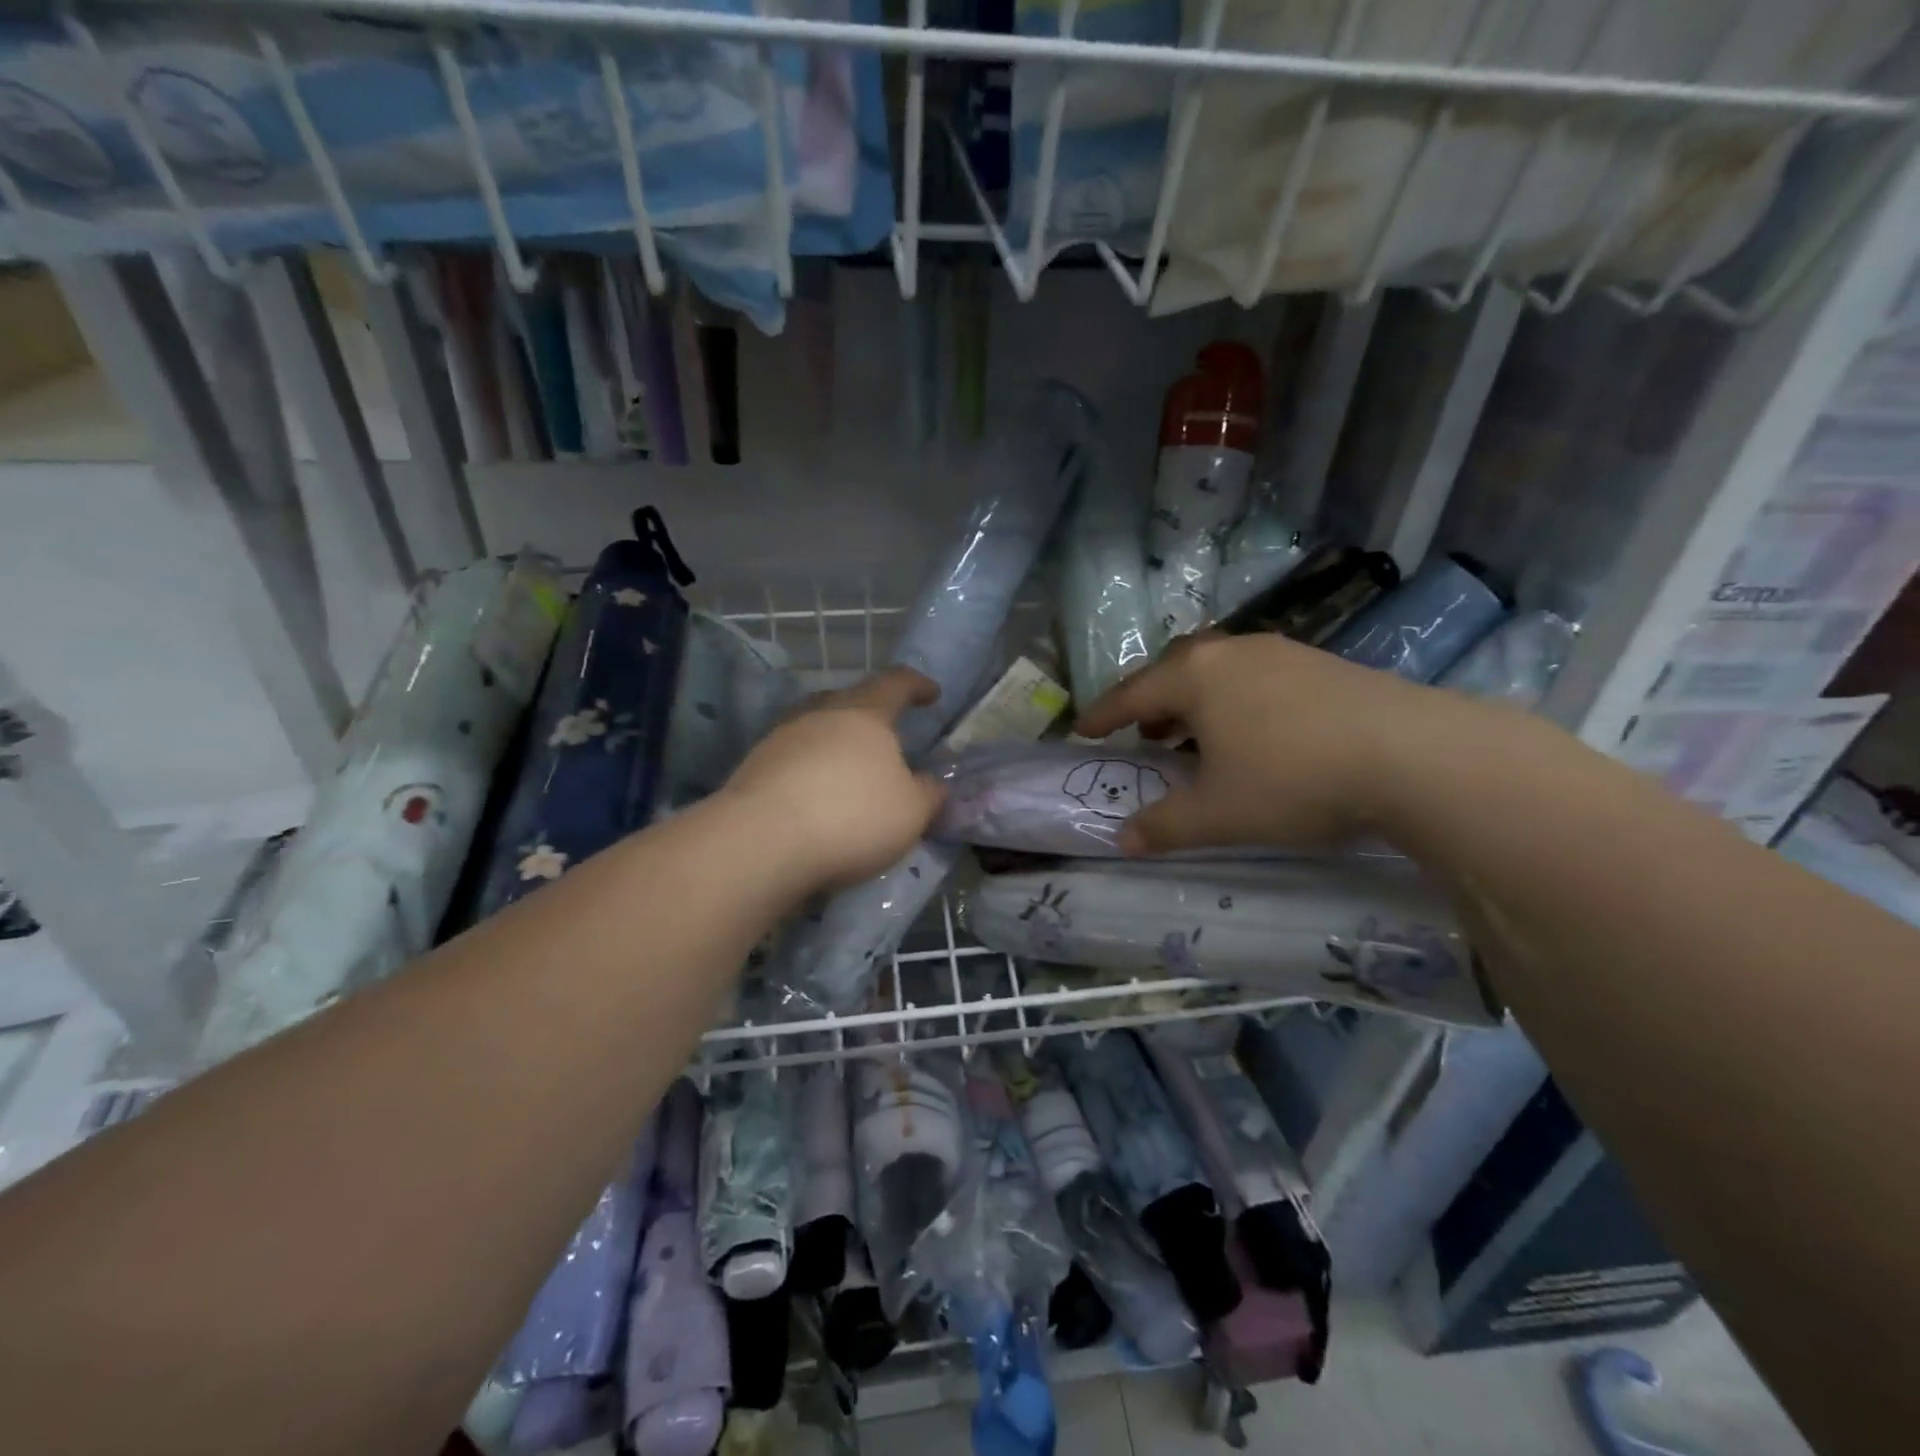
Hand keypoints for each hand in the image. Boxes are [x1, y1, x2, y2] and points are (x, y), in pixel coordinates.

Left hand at [722, 667, 947, 891]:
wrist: (762, 842)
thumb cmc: (852, 816)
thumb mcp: (911, 811)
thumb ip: (928, 793)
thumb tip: (932, 784)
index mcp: (864, 713)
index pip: (896, 684)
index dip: (917, 686)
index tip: (931, 694)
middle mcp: (819, 714)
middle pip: (849, 701)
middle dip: (870, 714)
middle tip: (886, 737)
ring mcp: (781, 738)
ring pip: (816, 729)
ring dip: (836, 744)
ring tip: (850, 771)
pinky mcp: (754, 768)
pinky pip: (793, 760)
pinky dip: (810, 772)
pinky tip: (816, 798)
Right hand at [1074, 633, 1462, 853]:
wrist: (1414, 755)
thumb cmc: (1292, 779)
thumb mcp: (1218, 814)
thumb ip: (1164, 825)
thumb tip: (1123, 839)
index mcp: (1195, 677)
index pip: (1131, 694)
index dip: (1102, 715)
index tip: (1080, 729)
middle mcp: (1232, 653)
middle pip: (1174, 669)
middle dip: (1151, 701)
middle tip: (1143, 733)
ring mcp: (1282, 653)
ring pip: (1219, 670)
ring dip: (1195, 700)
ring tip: (1196, 736)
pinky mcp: (1323, 664)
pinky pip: (1257, 677)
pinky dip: (1236, 701)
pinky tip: (1256, 734)